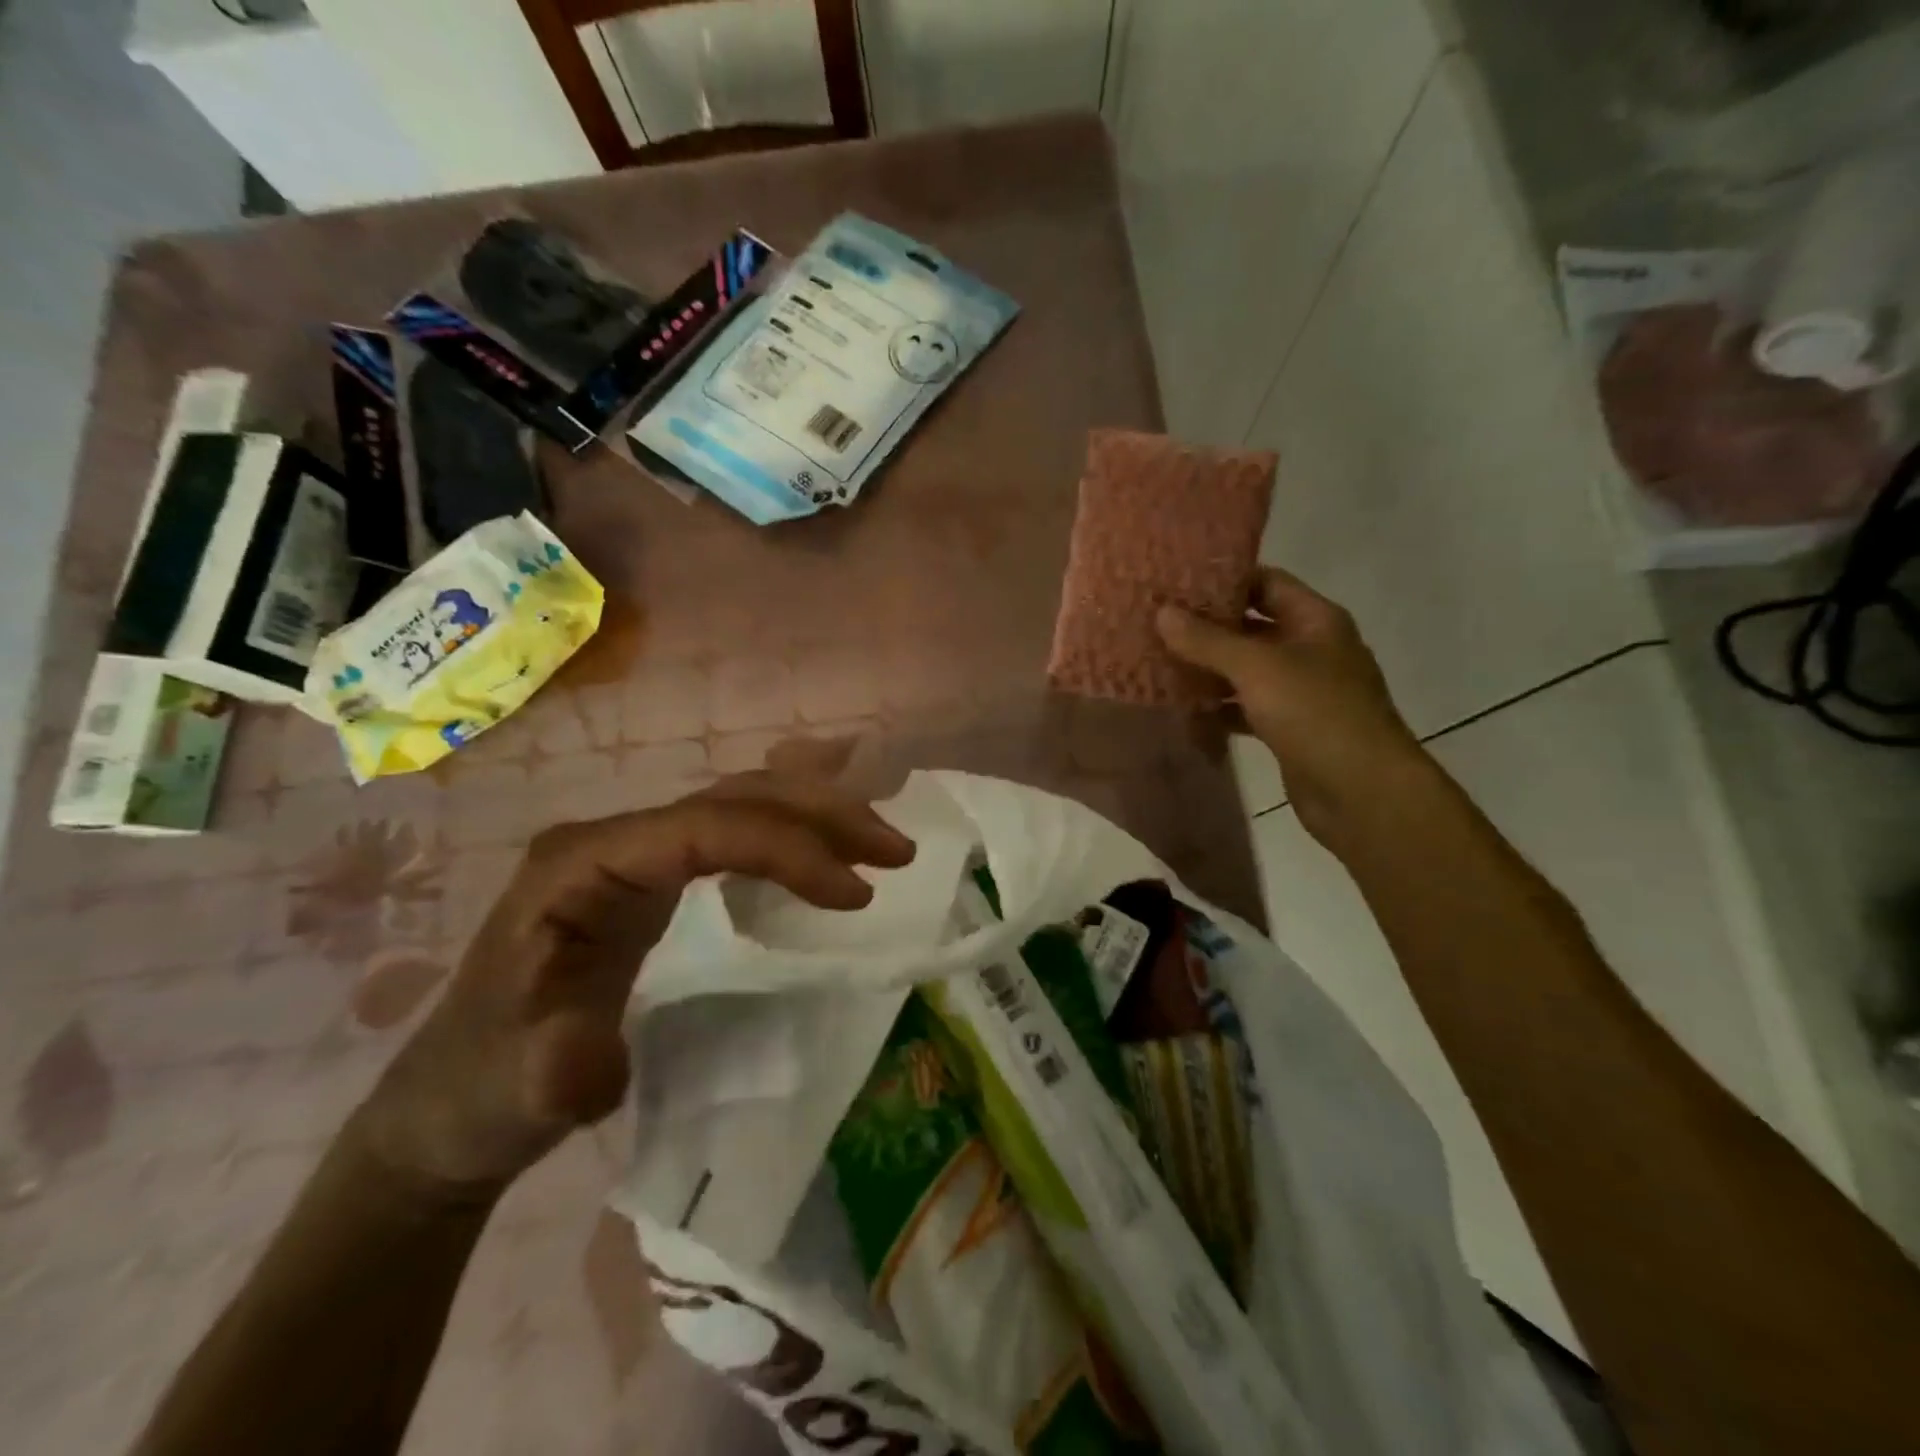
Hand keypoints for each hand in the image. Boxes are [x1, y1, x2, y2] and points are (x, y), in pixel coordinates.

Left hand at [357, 773, 915, 1194]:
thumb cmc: (481, 1090)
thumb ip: (555, 1070)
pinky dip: (792, 835)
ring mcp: (634, 853)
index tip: (858, 895)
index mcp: (582, 863)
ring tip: (881, 846)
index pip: (705, 828)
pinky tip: (829, 851)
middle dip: (821, 815)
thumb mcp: (513, 1090)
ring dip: (816, 815)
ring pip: (741, 804)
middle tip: (896, 851)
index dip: (787, 849)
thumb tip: (600, 1069)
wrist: (451, 1105)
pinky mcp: (652, 878)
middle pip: (734, 798)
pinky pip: (736, 833)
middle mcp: (614, 839)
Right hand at [1156, 568, 1425, 845]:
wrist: (1361, 792)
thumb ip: (1207, 640)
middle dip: (1207, 627)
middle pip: (1252, 627)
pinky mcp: (1288, 728)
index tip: (1176, 582)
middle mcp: (1310, 649)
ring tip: (1157, 662)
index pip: (1266, 582)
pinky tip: (1182, 709)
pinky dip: (1217, 707)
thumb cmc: (1316, 713)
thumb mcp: (1257, 667)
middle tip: (1156, 623)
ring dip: (1207, 669)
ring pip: (1245, 670)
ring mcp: (1300, 691)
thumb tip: (1162, 613)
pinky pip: (1245, 708)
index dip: (1224, 578)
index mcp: (1315, 621)